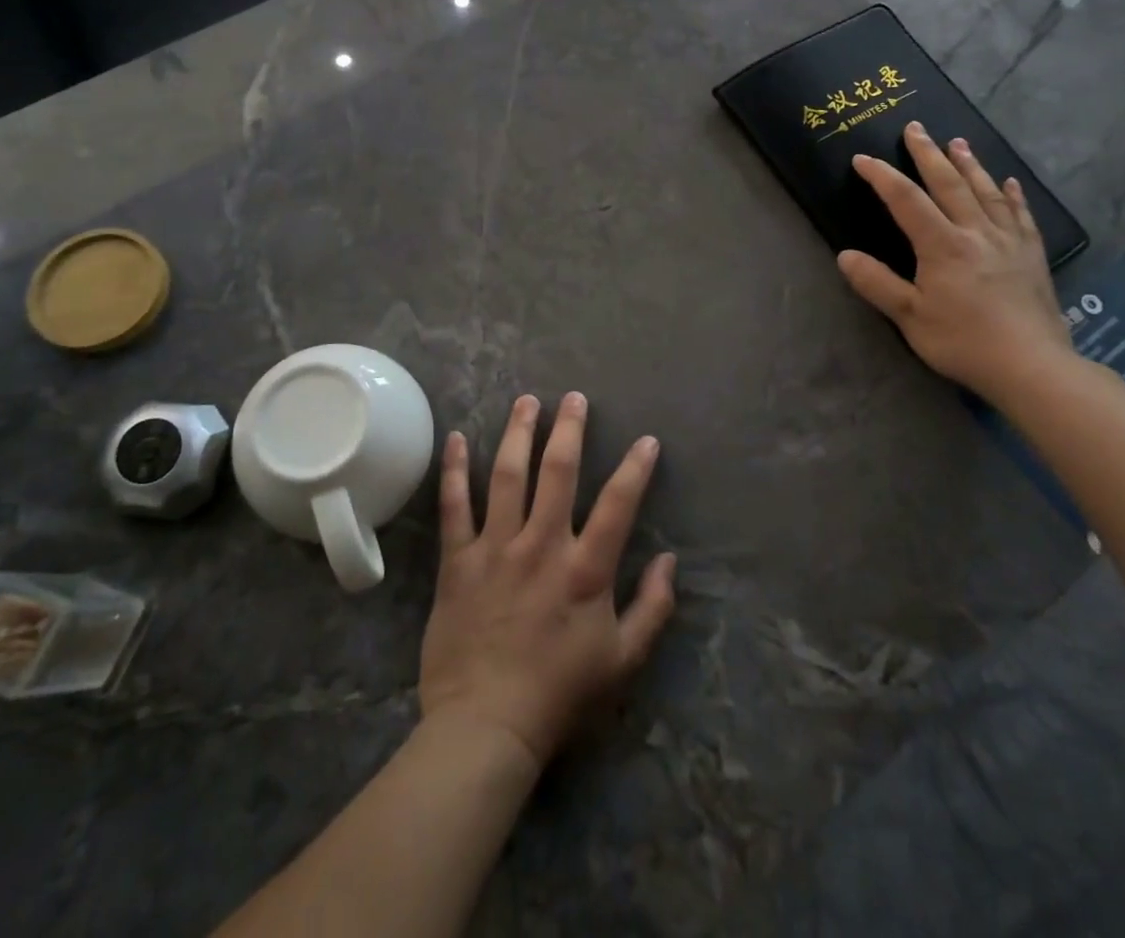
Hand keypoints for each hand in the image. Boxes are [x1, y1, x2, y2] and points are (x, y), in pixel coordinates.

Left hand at [419, 392, 675, 768]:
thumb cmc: (560, 694)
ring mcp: (496, 548)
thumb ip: (652, 608)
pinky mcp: (458, 561)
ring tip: (527, 401)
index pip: (618, 504)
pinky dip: (456, 470)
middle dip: (569, 429)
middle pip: (558, 472)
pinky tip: (458, 438)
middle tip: (573, 398)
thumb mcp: (623, 660)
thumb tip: (669, 561)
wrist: (486, 726)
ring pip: (509, 476)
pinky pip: (455, 506)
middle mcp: (542, 545)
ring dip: (519, 433)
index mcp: (585, 569)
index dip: (636, 468)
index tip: (646, 440)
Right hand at [835, 121, 1074, 402]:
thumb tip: (845, 255)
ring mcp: (1009, 241)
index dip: (882, 176)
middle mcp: (976, 232)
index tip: (863, 159)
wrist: (1032, 366)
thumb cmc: (963, 342)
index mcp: (943, 245)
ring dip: (968, 164)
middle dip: (928, 154)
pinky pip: (1020, 214)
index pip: (906, 200)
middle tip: (915, 128)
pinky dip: (1011, 194)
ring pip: (986, 191)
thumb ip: (877, 283)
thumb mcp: (909, 317)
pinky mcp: (1031, 255)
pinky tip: (1009, 182)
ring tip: (957, 142)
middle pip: (949, 184)